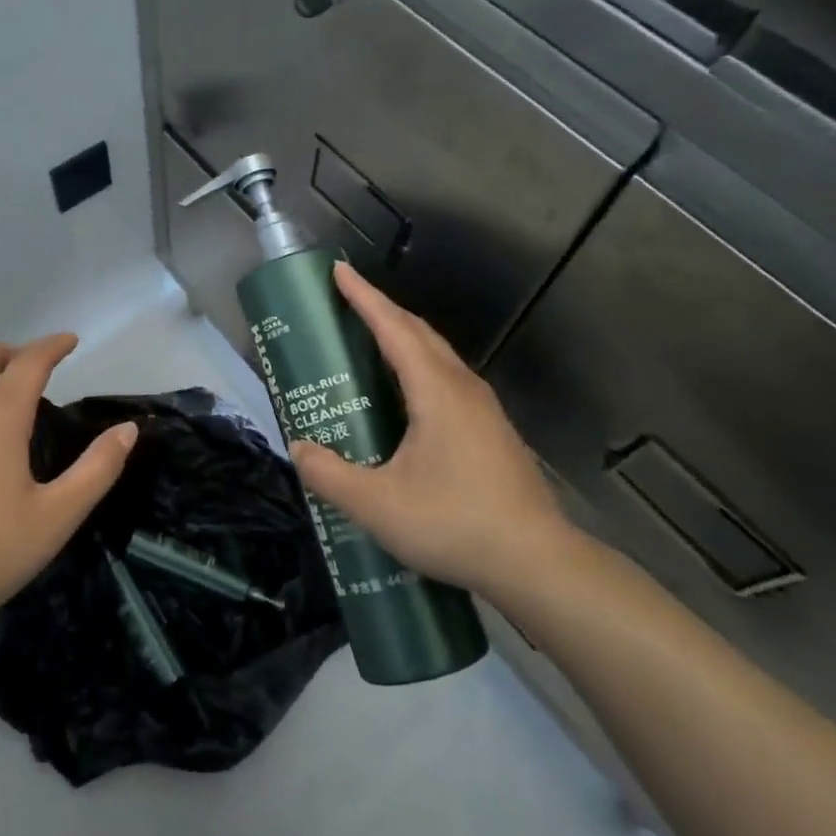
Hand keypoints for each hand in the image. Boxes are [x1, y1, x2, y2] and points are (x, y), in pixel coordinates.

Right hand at [289, 263, 573, 600]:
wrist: (536, 563)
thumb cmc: (455, 525)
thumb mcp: (377, 505)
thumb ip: (330, 475)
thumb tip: (299, 448)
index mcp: (437, 392)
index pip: (395, 329)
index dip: (365, 298)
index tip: (339, 271)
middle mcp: (464, 389)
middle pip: (419, 334)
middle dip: (382, 311)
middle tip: (346, 303)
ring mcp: (483, 410)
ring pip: (437, 357)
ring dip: (402, 338)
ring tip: (368, 342)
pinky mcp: (491, 432)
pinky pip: (447, 380)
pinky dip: (417, 367)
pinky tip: (403, 396)